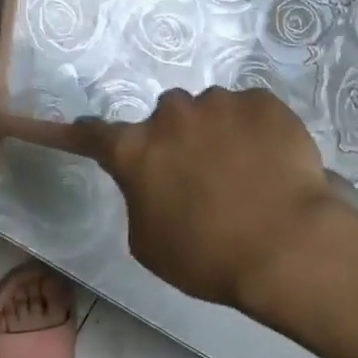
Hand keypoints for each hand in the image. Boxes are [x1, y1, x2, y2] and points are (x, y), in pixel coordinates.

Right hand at [74, 87, 345, 309]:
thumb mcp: (151, 243)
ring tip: (247, 174)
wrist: (288, 245)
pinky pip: (249, 110)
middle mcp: (171, 114)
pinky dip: (255, 130)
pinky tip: (272, 163)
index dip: (78, 132)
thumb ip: (140, 199)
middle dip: (176, 139)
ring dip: (218, 133)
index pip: (92, 134)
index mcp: (136, 150)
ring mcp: (219, 102)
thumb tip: (152, 182)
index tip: (69, 126)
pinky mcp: (262, 101)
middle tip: (202, 176)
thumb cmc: (209, 256)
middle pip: (164, 119)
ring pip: (210, 112)